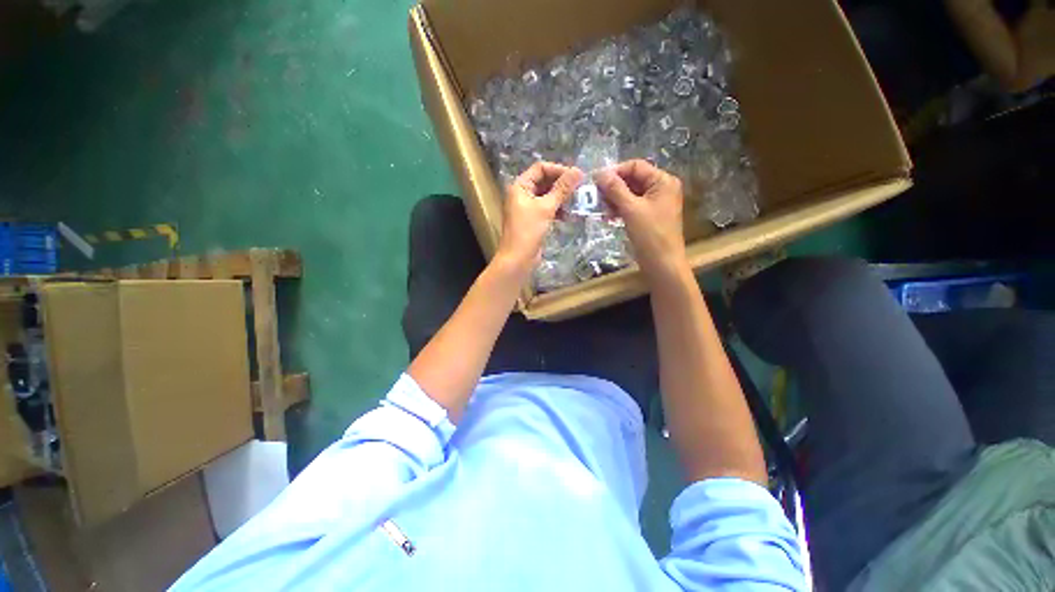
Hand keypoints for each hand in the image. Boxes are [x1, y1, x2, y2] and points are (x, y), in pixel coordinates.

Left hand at [497, 162, 582, 273]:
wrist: (518, 259)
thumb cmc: (528, 231)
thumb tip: (578, 171)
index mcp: (520, 186)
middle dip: (561, 184)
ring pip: (547, 196)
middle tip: (580, 189)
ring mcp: (527, 208)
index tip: (576, 176)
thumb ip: (562, 189)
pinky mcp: (533, 220)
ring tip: (576, 202)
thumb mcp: (546, 208)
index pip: (540, 168)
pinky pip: (547, 209)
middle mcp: (522, 194)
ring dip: (561, 198)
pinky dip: (557, 210)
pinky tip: (568, 215)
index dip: (558, 170)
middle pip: (544, 181)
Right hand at [596, 160, 686, 280]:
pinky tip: (607, 215)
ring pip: (631, 193)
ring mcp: (656, 203)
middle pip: (633, 179)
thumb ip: (615, 189)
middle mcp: (661, 188)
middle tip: (595, 196)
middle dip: (613, 187)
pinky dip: (620, 208)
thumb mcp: (631, 209)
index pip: (636, 166)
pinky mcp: (649, 216)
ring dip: (614, 199)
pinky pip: (632, 206)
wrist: (662, 263)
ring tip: (600, 207)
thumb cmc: (650, 235)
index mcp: (663, 181)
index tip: (596, 181)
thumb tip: (599, 173)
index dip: (615, 171)